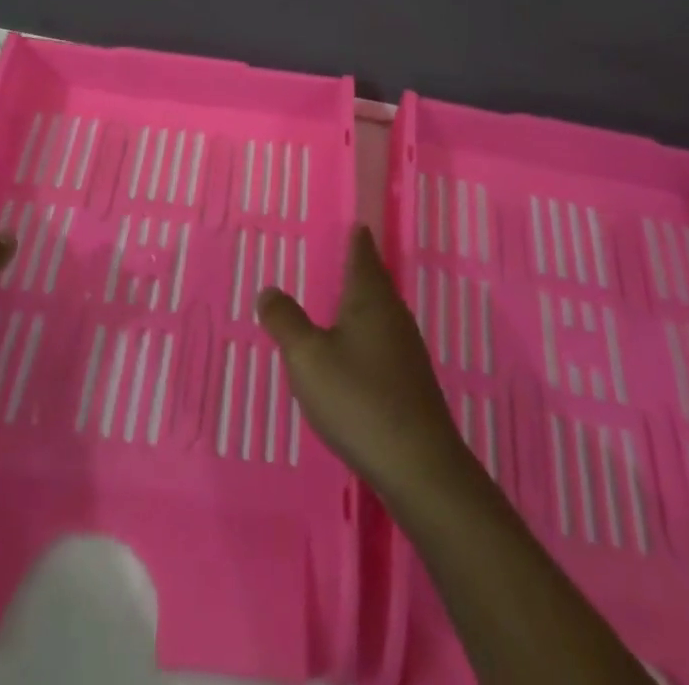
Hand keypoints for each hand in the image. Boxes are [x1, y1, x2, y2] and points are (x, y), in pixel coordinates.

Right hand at [257, 225, 472, 504]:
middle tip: (344, 256)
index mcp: (370, 300)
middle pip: (377, 283)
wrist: (418, 466)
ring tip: (344, 302)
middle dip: (361, 269)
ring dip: (364, 304)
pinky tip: (357, 355)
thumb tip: (269, 289)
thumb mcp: (307, 358)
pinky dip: (369, 336)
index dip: (357, 239)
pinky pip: (386, 342)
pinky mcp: (412, 383)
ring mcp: (408, 351)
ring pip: (382, 314)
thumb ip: (285, 321)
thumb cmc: (358, 399)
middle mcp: (394, 316)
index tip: (356, 223)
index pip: (363, 256)